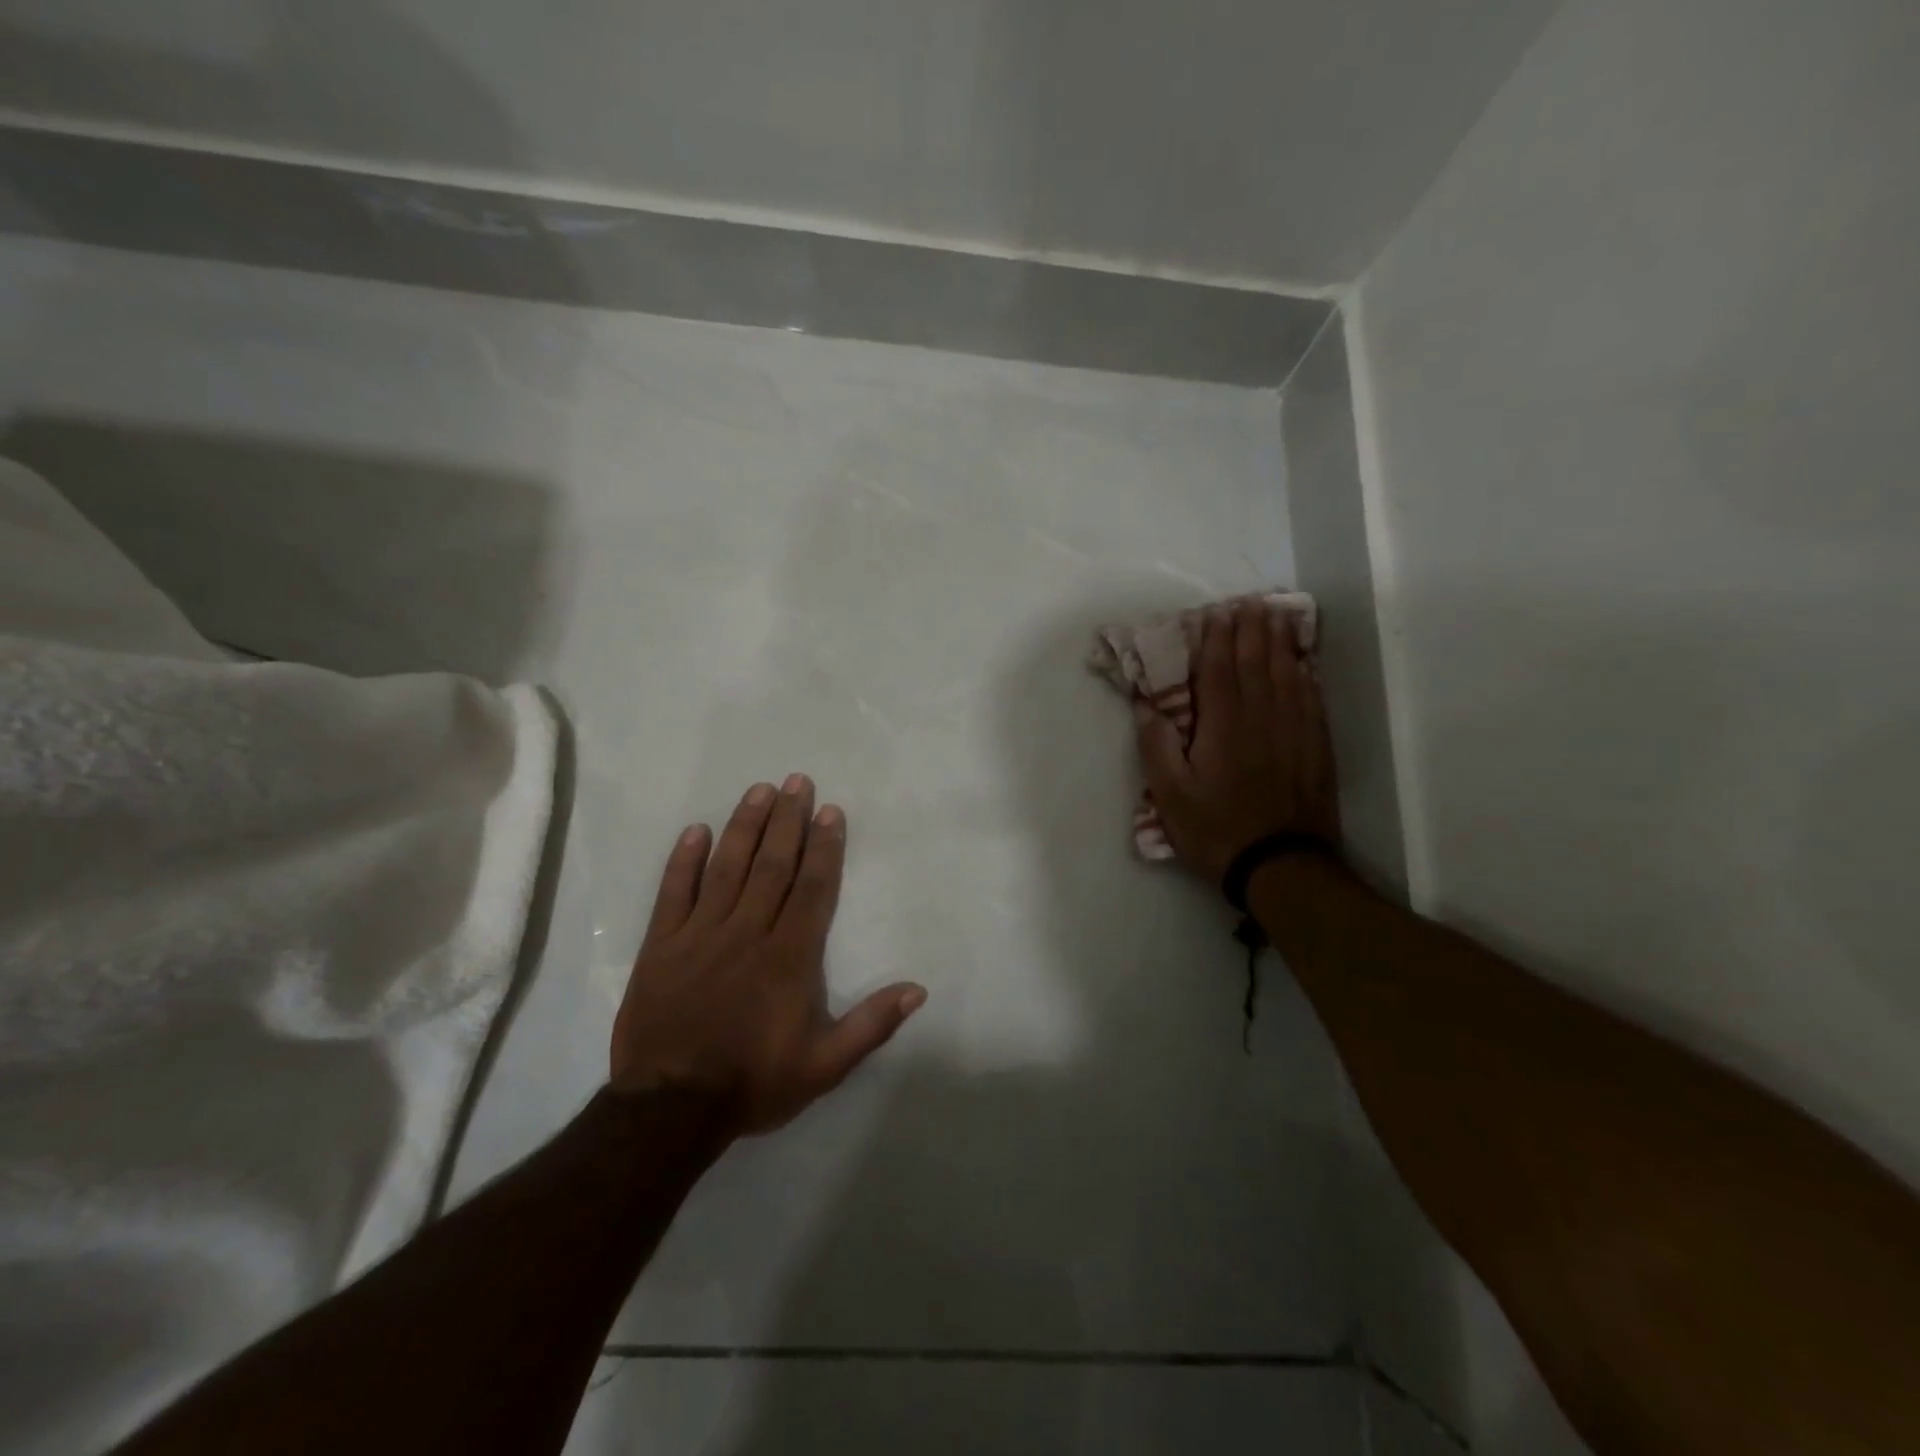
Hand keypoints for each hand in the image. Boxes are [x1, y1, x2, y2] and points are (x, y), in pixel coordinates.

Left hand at [610, 776, 926, 1133]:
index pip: (812, 888)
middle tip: (796, 781)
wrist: (670, 1110)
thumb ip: (872, 1025)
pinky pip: (674, 893)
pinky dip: (685, 860)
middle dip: (787, 820)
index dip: (823, 847)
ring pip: (728, 867)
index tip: (829, 811)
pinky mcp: (663, 945)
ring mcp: (701, 934)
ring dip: (745, 826)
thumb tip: (918, 989)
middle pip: (772, 865)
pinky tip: (697, 830)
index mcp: (790, 957)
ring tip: (759, 790)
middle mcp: (748, 932)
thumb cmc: (754, 1082)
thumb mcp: (825, 1065)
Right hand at [1133, 599, 1339, 884]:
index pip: (1219, 671)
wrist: (1280, 866)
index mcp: (1223, 726)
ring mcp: (1293, 732)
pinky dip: (1307, 675)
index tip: (1219, 613)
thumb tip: (1145, 705)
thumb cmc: (1215, 829)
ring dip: (1281, 643)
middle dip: (1253, 630)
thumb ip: (1156, 745)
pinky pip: (1312, 700)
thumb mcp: (1169, 795)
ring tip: (1279, 617)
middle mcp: (1261, 719)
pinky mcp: (1315, 749)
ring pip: (1288, 675)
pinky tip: (1305, 664)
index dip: (1218, 640)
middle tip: (1252, 602)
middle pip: (1257, 664)